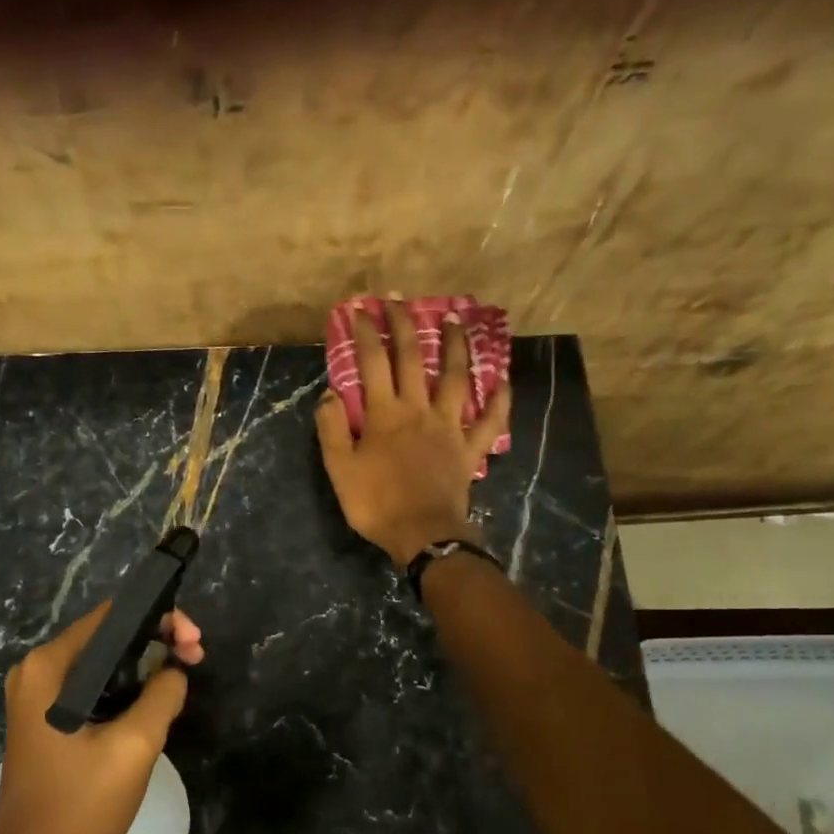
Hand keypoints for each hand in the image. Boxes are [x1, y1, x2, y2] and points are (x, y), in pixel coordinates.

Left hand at [0, 604, 203, 833]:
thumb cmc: (79, 806)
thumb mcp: (133, 747)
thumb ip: (161, 696)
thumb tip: (175, 672)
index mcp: (47, 667)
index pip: (110, 617)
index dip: (157, 619)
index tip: (192, 641)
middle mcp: (35, 673)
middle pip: (105, 638)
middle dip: (154, 642)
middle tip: (195, 658)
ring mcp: (35, 700)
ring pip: (100, 665)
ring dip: (142, 667)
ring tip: (181, 679)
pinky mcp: (43, 724)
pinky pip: (89, 690)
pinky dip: (122, 689)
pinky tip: (151, 703)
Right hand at [316, 297, 510, 566]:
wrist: (423, 534)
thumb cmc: (376, 503)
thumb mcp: (339, 469)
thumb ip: (332, 428)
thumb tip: (331, 394)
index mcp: (384, 414)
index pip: (371, 362)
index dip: (364, 333)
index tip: (357, 309)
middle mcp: (418, 410)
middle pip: (412, 358)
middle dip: (404, 324)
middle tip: (398, 299)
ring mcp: (449, 427)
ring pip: (455, 378)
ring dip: (455, 346)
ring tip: (455, 320)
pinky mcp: (470, 448)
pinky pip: (489, 421)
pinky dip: (498, 400)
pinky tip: (503, 381)